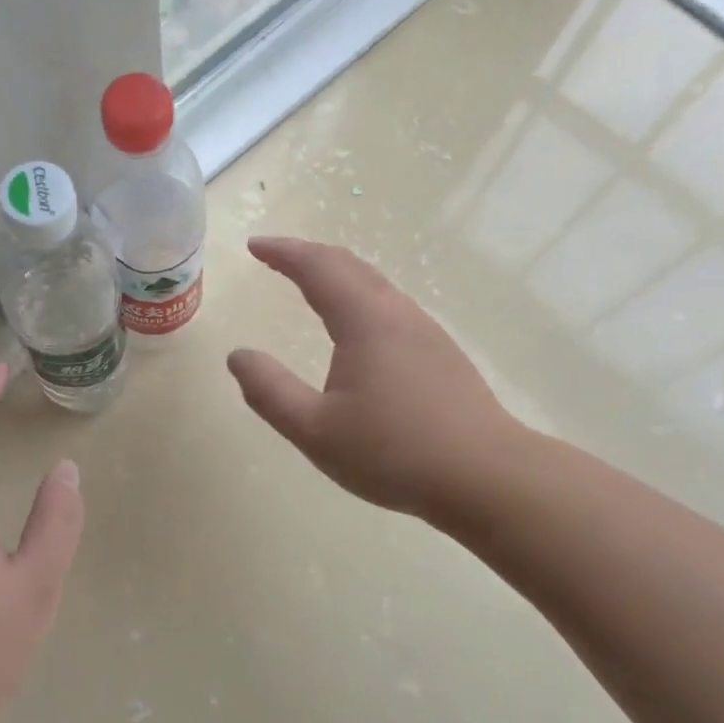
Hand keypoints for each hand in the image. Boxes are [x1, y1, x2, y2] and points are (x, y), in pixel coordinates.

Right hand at [227, 237, 527, 529]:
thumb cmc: (393, 452)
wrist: (485, 476)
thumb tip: (238, 356)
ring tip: (310, 284)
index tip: (255, 245)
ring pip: (376, 285)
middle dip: (309, 255)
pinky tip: (357, 327)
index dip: (284, 252)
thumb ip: (269, 391)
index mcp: (365, 322)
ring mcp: (426, 333)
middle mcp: (398, 315)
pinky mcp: (442, 355)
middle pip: (350, 266)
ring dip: (338, 275)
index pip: (318, 268)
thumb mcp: (315, 430)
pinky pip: (391, 307)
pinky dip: (360, 298)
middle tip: (276, 257)